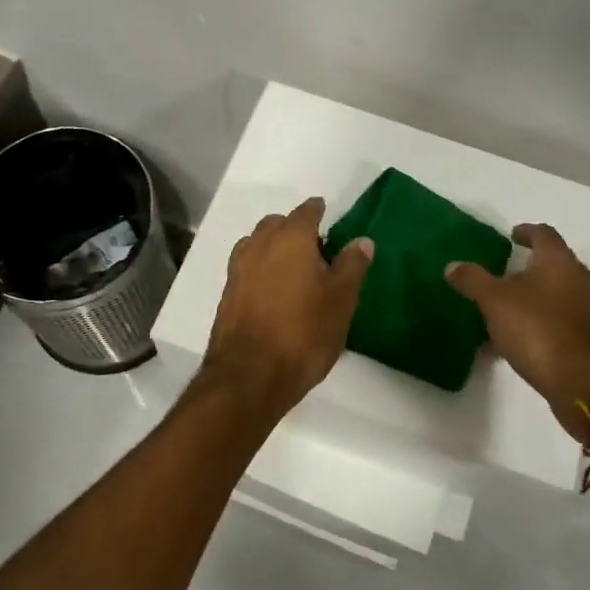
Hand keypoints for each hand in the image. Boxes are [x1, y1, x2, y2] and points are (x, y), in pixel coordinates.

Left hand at [202, 197, 372, 418]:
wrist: (250, 376)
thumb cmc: (304, 333)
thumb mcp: (341, 300)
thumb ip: (352, 266)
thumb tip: (362, 240)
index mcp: (290, 239)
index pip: (306, 212)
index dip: (319, 212)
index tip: (329, 217)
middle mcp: (259, 245)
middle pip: (277, 224)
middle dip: (294, 229)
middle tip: (316, 250)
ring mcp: (238, 270)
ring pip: (257, 245)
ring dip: (274, 249)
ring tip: (294, 272)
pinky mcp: (227, 295)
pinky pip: (247, 269)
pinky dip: (261, 271)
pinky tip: (274, 293)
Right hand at [446, 221, 589, 440]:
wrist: (584, 384)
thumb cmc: (539, 329)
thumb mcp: (495, 301)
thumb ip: (473, 280)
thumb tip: (453, 265)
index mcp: (559, 262)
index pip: (544, 234)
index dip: (526, 232)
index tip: (511, 236)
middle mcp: (580, 280)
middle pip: (552, 266)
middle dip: (527, 270)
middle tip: (501, 276)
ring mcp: (589, 311)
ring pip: (555, 297)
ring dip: (532, 301)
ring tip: (502, 313)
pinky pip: (559, 324)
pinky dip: (538, 326)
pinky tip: (515, 344)